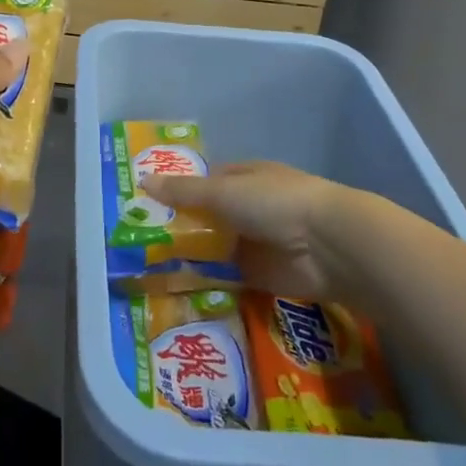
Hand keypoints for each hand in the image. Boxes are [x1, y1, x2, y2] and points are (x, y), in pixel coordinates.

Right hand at [143, 160, 352, 301]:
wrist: (327, 246)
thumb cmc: (274, 202)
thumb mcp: (223, 191)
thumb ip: (184, 192)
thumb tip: (142, 181)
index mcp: (243, 177)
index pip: (205, 182)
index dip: (178, 192)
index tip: (146, 205)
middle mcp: (248, 208)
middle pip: (207, 218)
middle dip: (179, 228)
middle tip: (138, 242)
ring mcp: (254, 243)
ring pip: (214, 249)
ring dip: (190, 257)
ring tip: (147, 269)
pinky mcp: (259, 276)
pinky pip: (225, 277)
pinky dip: (206, 282)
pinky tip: (175, 288)